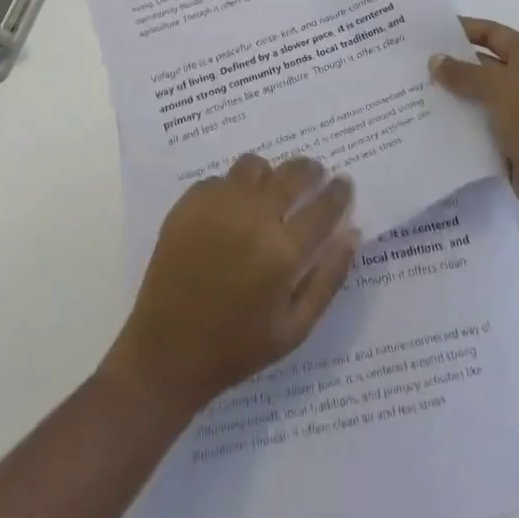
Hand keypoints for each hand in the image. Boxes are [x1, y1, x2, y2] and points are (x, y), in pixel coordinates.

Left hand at [101, 154, 358, 418]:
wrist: (167, 351)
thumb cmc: (237, 347)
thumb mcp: (295, 329)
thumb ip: (328, 279)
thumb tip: (351, 234)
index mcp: (282, 252)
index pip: (323, 207)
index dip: (338, 192)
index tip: (344, 182)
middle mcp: (253, 217)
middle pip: (291, 174)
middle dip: (309, 171)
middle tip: (314, 174)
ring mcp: (218, 205)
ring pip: (254, 166)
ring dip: (269, 174)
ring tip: (271, 190)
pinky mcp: (189, 202)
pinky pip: (220, 179)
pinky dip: (233, 188)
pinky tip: (232, 209)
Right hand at [430, 18, 518, 219]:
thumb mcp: (497, 88)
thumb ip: (463, 72)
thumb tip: (435, 60)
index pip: (495, 33)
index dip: (466, 28)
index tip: (434, 30)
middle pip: (486, 62)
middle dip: (455, 61)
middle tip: (419, 60)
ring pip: (482, 93)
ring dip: (456, 91)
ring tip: (419, 87)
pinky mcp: (514, 136)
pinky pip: (482, 119)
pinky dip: (462, 116)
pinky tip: (435, 117)